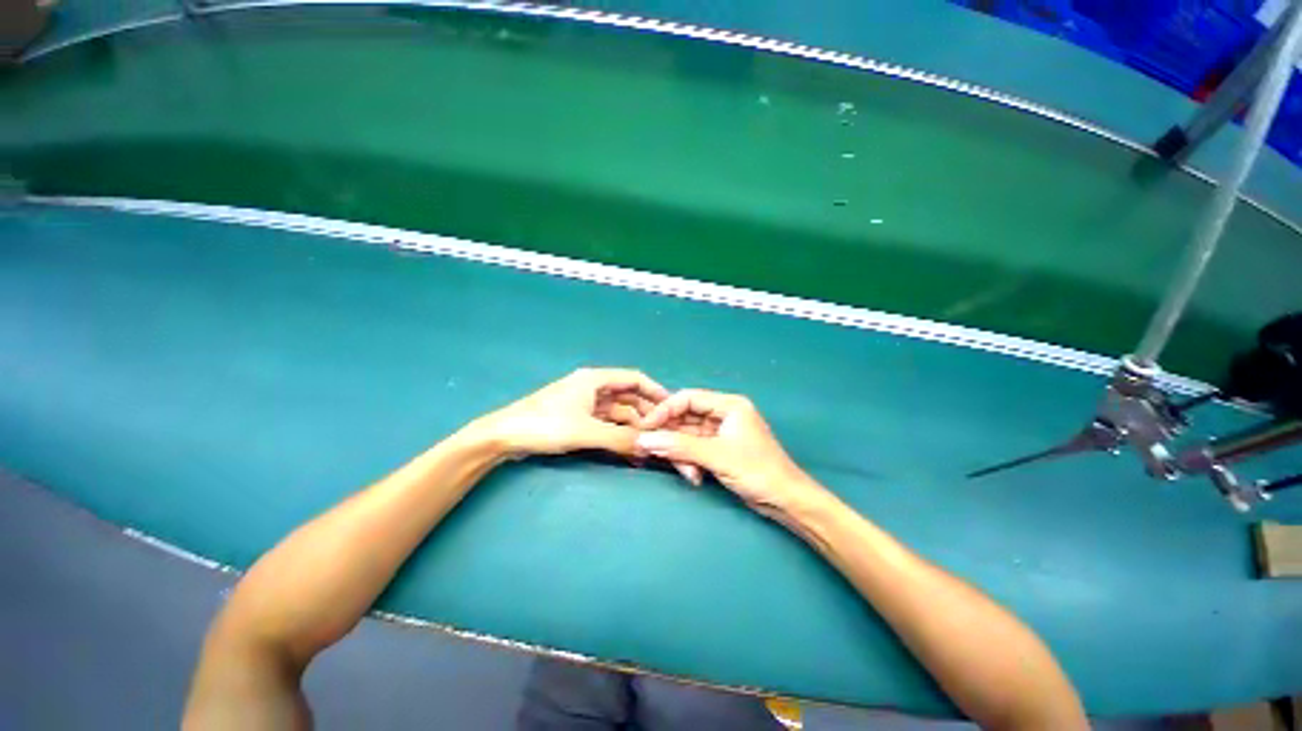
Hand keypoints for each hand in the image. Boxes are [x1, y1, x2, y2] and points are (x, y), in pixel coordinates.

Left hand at [473, 368, 668, 458]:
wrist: (503, 436)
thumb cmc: (544, 425)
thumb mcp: (586, 431)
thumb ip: (620, 438)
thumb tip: (651, 446)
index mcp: (595, 380)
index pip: (634, 379)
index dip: (655, 391)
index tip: (672, 406)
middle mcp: (593, 388)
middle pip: (628, 397)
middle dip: (645, 413)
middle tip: (663, 432)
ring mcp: (585, 404)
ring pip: (618, 413)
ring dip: (632, 426)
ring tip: (648, 444)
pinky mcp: (578, 419)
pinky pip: (606, 424)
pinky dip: (618, 434)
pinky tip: (628, 447)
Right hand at [635, 390, 826, 517]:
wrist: (786, 500)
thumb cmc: (756, 471)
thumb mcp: (716, 456)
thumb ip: (679, 446)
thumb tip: (644, 440)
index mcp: (729, 405)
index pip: (688, 398)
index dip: (665, 410)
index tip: (646, 426)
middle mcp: (724, 414)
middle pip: (686, 417)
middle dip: (673, 436)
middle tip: (656, 452)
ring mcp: (721, 433)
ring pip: (688, 436)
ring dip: (682, 454)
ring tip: (688, 473)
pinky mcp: (719, 450)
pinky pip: (695, 449)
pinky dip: (690, 461)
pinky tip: (694, 477)